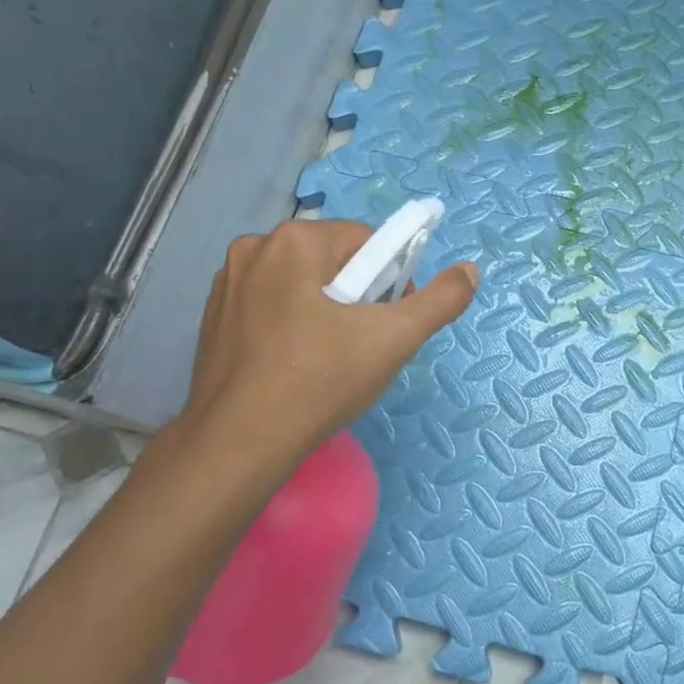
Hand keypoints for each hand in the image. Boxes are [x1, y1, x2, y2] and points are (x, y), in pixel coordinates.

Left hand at [177, 219, 479, 461]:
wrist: (239, 443)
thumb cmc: (320, 381)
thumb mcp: (394, 339)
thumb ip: (440, 300)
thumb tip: (470, 270)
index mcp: (295, 240)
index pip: (367, 242)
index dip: (391, 280)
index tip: (390, 324)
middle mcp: (254, 248)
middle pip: (332, 261)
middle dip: (357, 297)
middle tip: (364, 346)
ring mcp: (226, 284)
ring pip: (300, 285)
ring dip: (325, 311)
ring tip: (331, 361)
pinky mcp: (213, 318)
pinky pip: (270, 307)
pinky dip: (291, 326)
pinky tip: (296, 366)